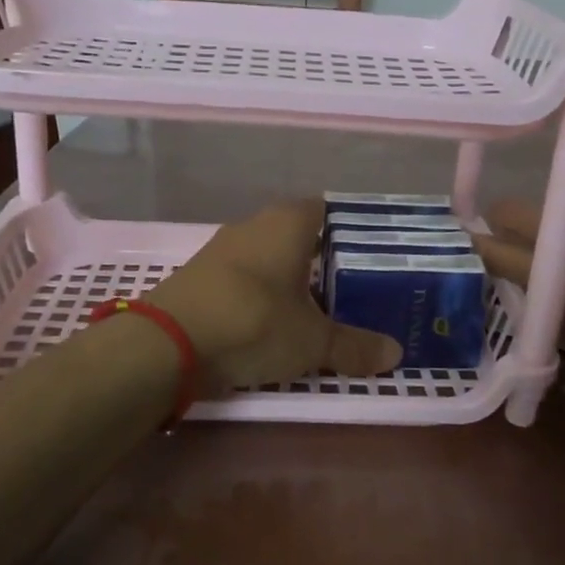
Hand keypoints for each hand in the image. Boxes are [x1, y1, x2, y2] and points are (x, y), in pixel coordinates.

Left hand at [147, 199, 401, 391]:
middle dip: (321, 260)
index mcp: (288, 222)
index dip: (348, 230)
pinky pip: (242, 278)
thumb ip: (354, 346)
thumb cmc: (254, 322)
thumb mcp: (313, 342)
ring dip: (287, 279)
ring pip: (267, 257)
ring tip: (315, 310)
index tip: (368, 255)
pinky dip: (258, 294)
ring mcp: (221, 248)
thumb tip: (395, 355)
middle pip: (297, 235)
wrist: (168, 343)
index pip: (326, 210)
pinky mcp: (199, 275)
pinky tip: (269, 322)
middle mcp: (254, 224)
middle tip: (350, 289)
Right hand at [470, 160, 564, 514]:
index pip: (560, 209)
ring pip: (536, 282)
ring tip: (450, 271)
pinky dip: (512, 310)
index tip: (468, 194)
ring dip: (498, 273)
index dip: (522, 199)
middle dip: (497, 238)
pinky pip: (539, 320)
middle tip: (441, 242)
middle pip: (541, 246)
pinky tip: (481, 310)